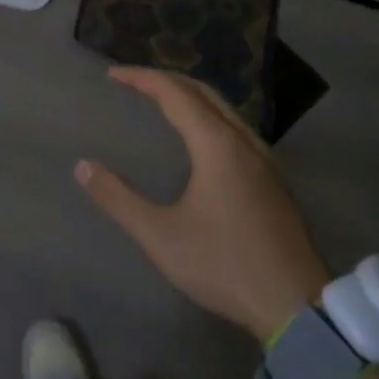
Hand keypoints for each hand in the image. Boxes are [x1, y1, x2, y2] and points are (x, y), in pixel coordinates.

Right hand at [76, 67, 330, 343]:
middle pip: (203, 92)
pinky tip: (200, 139)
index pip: (175, 93)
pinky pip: (236, 127)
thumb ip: (119, 199)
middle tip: (134, 82)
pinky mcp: (273, 179)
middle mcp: (243, 141)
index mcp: (217, 145)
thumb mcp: (161, 236)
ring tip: (161, 102)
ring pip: (224, 108)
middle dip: (166, 80)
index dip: (142, 78)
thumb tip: (83, 166)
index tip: (113, 75)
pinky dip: (209, 115)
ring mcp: (264, 159)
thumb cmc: (224, 265)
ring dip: (190, 96)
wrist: (296, 304)